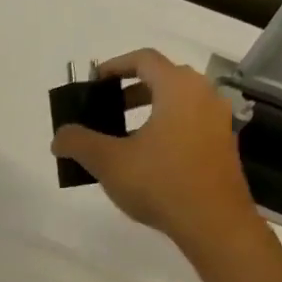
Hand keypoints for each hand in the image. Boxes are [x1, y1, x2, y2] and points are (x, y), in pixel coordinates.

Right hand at [52, 48, 260, 253]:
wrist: (213, 222)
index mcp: (178, 89)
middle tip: (104, 109)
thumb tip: (59, 137)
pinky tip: (145, 157)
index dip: (114, 66)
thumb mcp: (108, 162)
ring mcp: (217, 121)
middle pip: (163, 78)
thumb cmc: (160, 182)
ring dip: (147, 110)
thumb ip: (79, 143)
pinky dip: (164, 127)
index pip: (144, 59)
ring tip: (120, 136)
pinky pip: (188, 123)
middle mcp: (203, 96)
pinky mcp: (222, 146)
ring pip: (177, 102)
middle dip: (130, 89)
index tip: (93, 82)